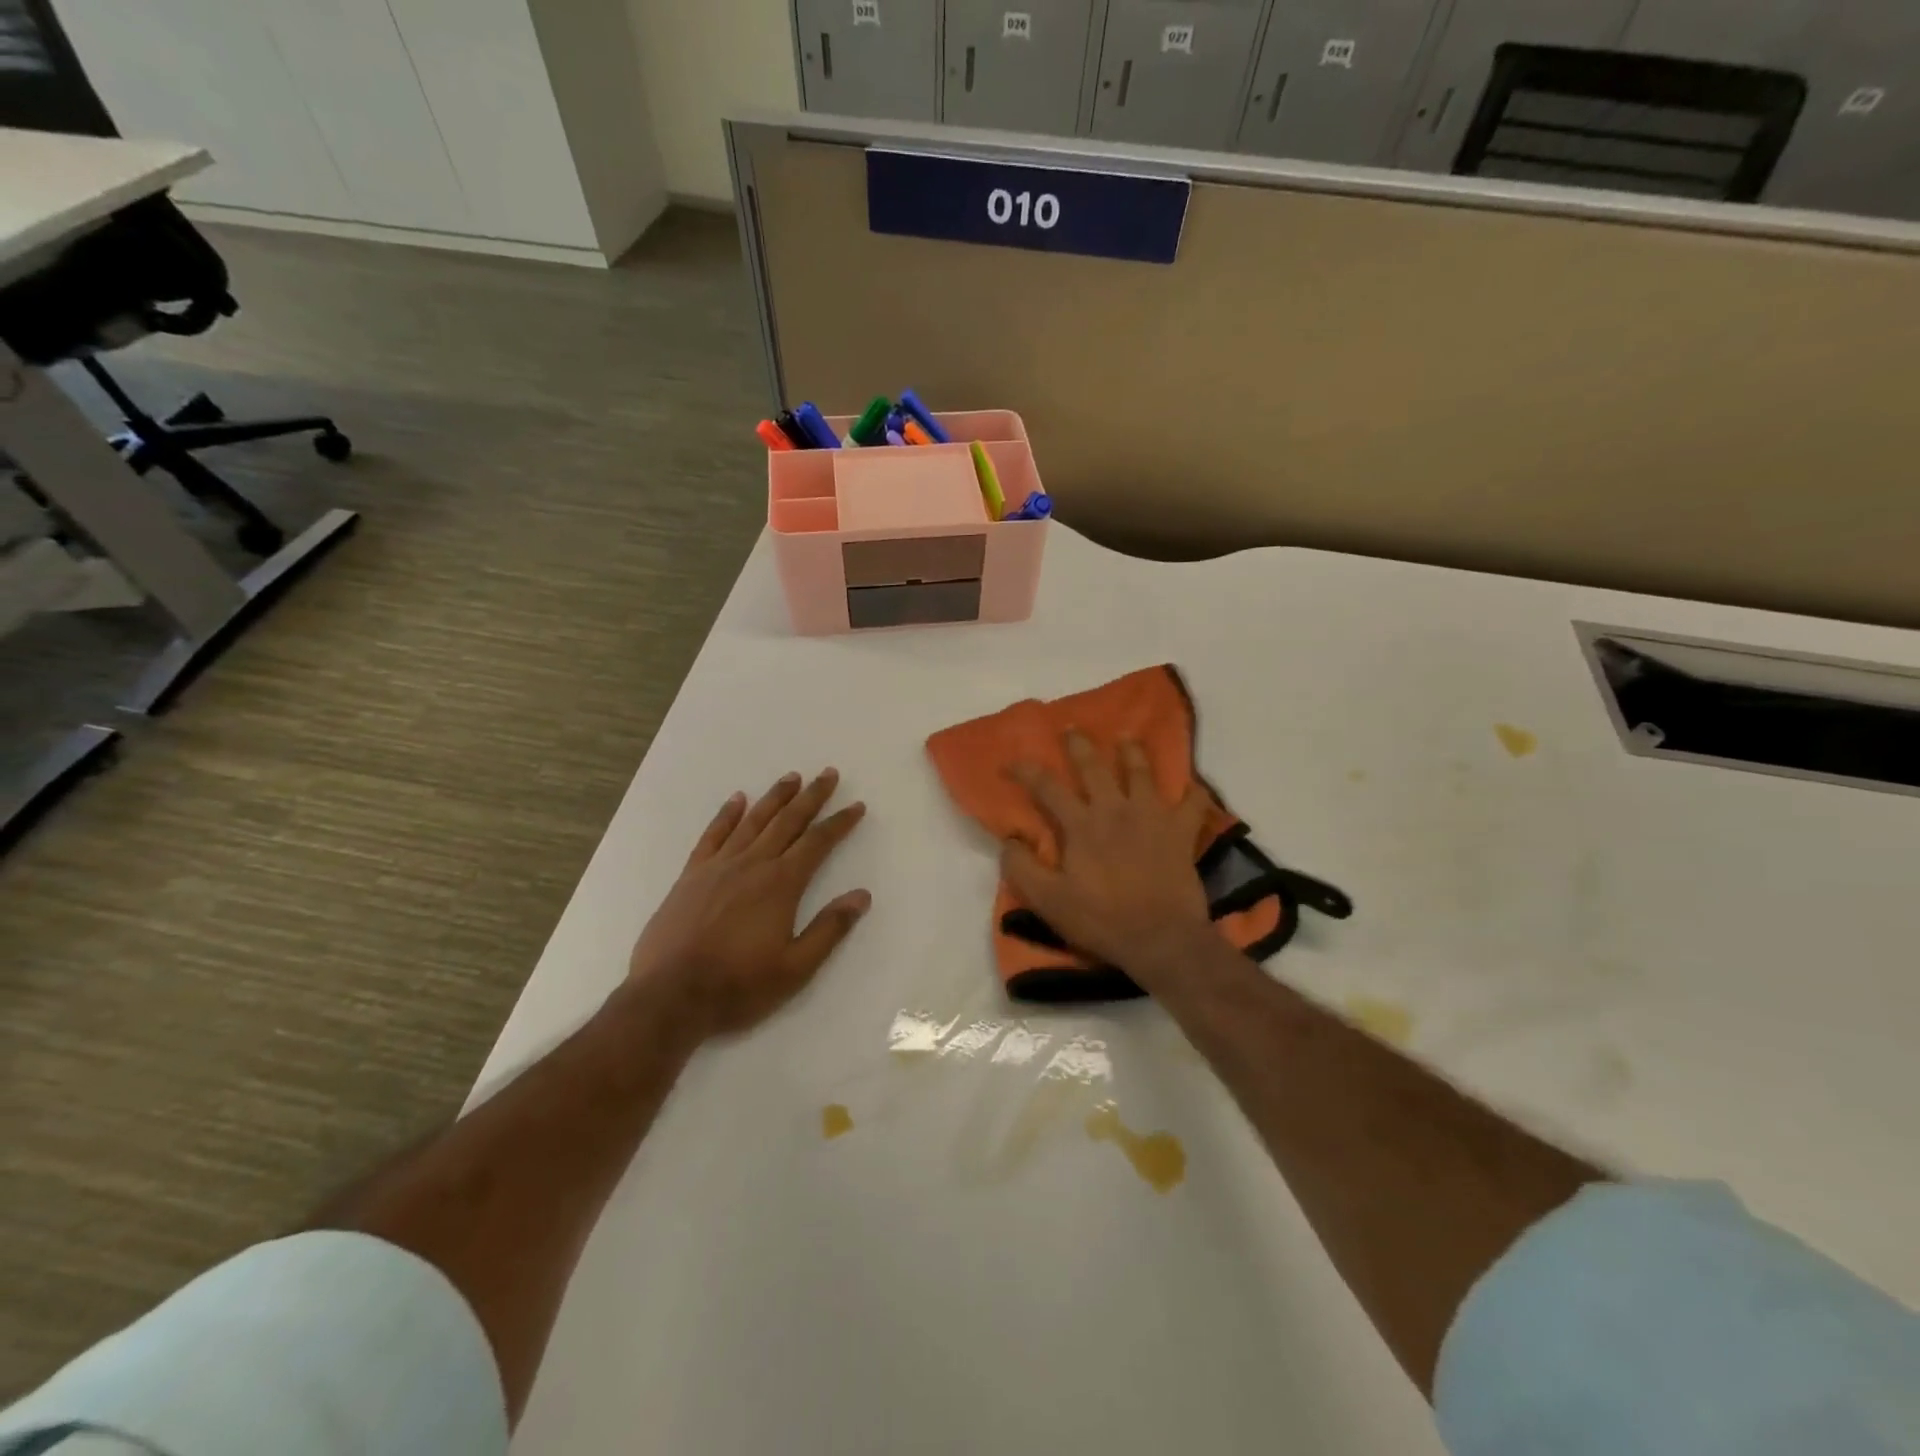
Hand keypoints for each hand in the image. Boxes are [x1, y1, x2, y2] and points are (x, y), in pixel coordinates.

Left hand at [628, 769, 869, 1042]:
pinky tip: (737, 800)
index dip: (839, 823)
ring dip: (774, 797)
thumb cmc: (739, 985)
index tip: (856, 806)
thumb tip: (861, 895)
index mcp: (781, 884)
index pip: (818, 843)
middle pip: (788, 821)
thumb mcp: (796, 968)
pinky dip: (726, 815)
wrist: (670, 996)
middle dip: (811, 796)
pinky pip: (713, 835)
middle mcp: (752, 864)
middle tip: (828, 773)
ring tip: (792, 777)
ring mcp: (718, 866)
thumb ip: (830, 929)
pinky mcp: (691, 876)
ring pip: (753, 821)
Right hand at [1001, 733, 1214, 982]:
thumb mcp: (1048, 900)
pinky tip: (1192, 785)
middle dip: (1079, 745)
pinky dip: (1193, 791)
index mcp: (1081, 824)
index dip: (1026, 771)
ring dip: (1132, 751)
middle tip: (1071, 729)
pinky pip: (1193, 803)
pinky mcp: (1181, 831)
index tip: (1010, 763)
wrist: (1161, 939)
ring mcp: (1152, 816)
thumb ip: (1021, 868)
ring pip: (1142, 772)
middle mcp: (1115, 809)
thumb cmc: (1101, 919)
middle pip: (1094, 766)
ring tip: (1126, 738)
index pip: (1047, 787)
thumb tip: (1009, 839)